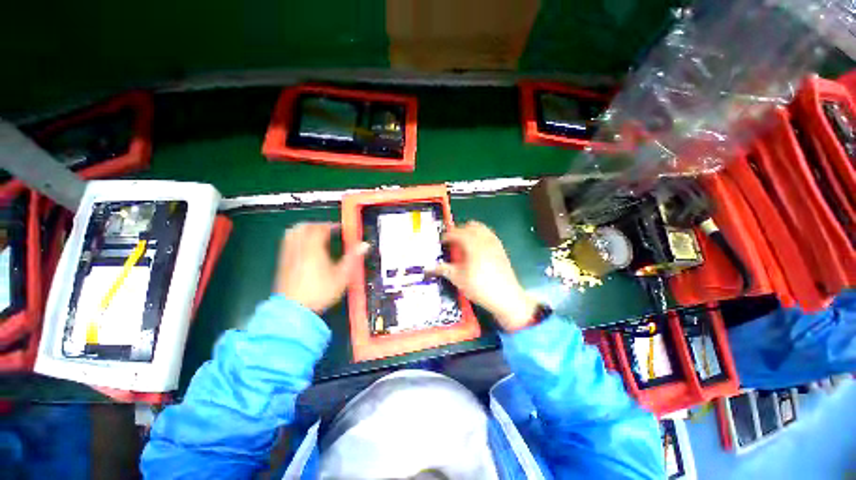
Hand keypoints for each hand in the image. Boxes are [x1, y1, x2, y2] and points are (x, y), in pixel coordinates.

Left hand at [274, 222, 368, 313]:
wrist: (294, 310)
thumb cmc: (320, 291)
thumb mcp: (342, 275)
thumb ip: (353, 257)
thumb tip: (364, 245)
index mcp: (313, 249)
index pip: (320, 229)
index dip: (331, 225)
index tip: (340, 228)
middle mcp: (298, 248)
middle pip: (303, 227)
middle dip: (317, 225)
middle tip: (328, 230)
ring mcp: (288, 255)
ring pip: (292, 233)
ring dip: (305, 230)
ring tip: (316, 236)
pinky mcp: (282, 263)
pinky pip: (288, 243)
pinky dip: (297, 239)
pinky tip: (306, 249)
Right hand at [434, 221, 538, 331]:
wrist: (506, 297)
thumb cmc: (481, 288)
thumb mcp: (458, 279)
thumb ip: (444, 270)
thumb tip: (430, 268)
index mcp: (473, 246)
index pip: (457, 233)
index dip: (447, 235)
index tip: (442, 241)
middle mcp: (485, 241)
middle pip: (470, 226)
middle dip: (459, 231)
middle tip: (452, 240)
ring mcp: (495, 244)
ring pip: (481, 228)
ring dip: (471, 231)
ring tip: (464, 242)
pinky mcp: (501, 249)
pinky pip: (489, 234)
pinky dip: (481, 235)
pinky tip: (477, 247)